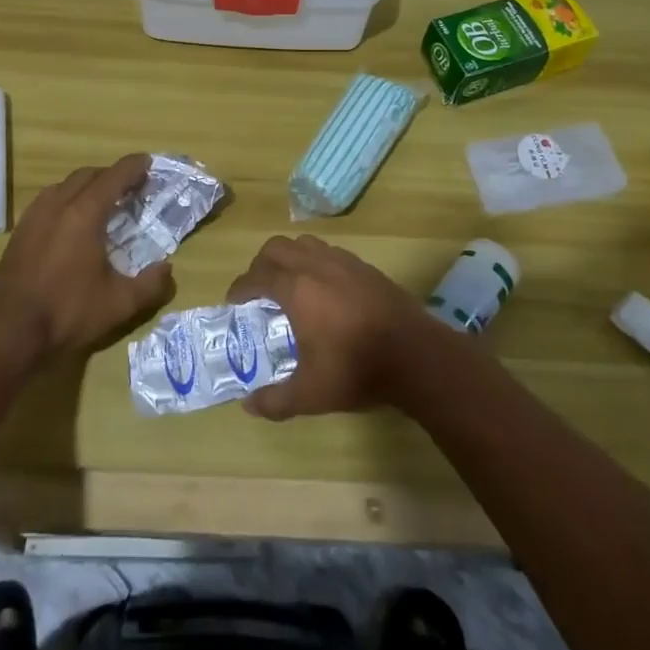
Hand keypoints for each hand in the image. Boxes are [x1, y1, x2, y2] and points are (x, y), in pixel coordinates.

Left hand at [0, 154, 174, 371]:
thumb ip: (151, 285)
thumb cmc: (67, 314)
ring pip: (64, 185)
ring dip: (87, 186)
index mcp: (84, 214)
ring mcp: (33, 218)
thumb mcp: (119, 304)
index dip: (134, 167)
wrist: (8, 334)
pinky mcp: (19, 233)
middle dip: (112, 175)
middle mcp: (57, 206)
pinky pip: (47, 201)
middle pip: (88, 175)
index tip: (149, 163)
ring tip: (102, 202)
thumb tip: (167, 268)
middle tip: (131, 187)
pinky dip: (66, 199)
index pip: (114, 177)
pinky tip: (71, 222)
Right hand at [225, 234, 433, 419]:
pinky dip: (315, 263)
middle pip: (277, 248)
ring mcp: (344, 262)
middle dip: (260, 266)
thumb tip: (248, 405)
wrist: (416, 355)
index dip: (240, 289)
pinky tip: (323, 291)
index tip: (233, 304)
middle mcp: (316, 265)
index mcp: (296, 288)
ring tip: (289, 286)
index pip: (256, 277)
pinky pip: (329, 252)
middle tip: (258, 292)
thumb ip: (275, 400)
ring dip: (289, 258)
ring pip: (305, 244)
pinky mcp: (365, 267)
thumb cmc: (357, 370)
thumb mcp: (310, 394)